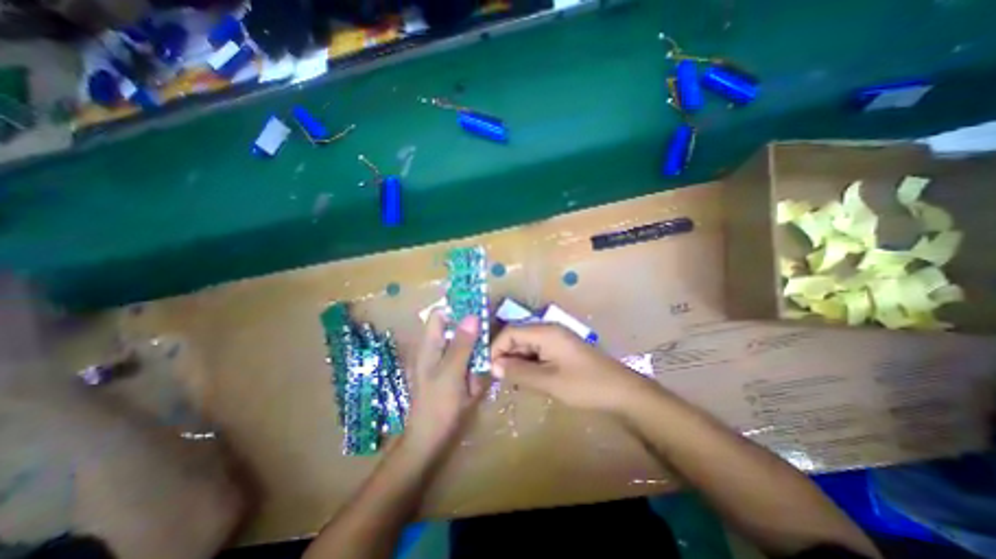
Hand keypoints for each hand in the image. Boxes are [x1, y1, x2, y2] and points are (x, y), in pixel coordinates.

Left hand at [401, 311, 491, 457]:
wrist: (429, 440)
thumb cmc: (438, 405)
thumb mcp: (452, 372)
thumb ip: (462, 344)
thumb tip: (472, 315)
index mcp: (429, 344)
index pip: (440, 314)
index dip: (457, 310)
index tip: (479, 313)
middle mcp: (434, 349)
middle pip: (454, 329)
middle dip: (471, 336)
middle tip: (484, 349)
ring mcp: (442, 362)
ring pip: (463, 347)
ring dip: (474, 356)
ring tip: (476, 375)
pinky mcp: (450, 374)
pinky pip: (466, 363)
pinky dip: (473, 369)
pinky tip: (474, 384)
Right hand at [491, 323, 654, 413]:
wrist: (621, 391)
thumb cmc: (584, 385)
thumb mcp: (548, 381)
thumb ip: (519, 372)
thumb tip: (493, 366)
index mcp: (545, 331)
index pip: (510, 332)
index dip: (496, 348)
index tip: (489, 369)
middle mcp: (548, 330)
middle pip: (517, 336)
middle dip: (505, 355)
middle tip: (498, 379)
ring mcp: (555, 339)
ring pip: (526, 345)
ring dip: (516, 361)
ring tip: (510, 381)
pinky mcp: (560, 350)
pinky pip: (537, 352)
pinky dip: (528, 364)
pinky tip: (526, 379)